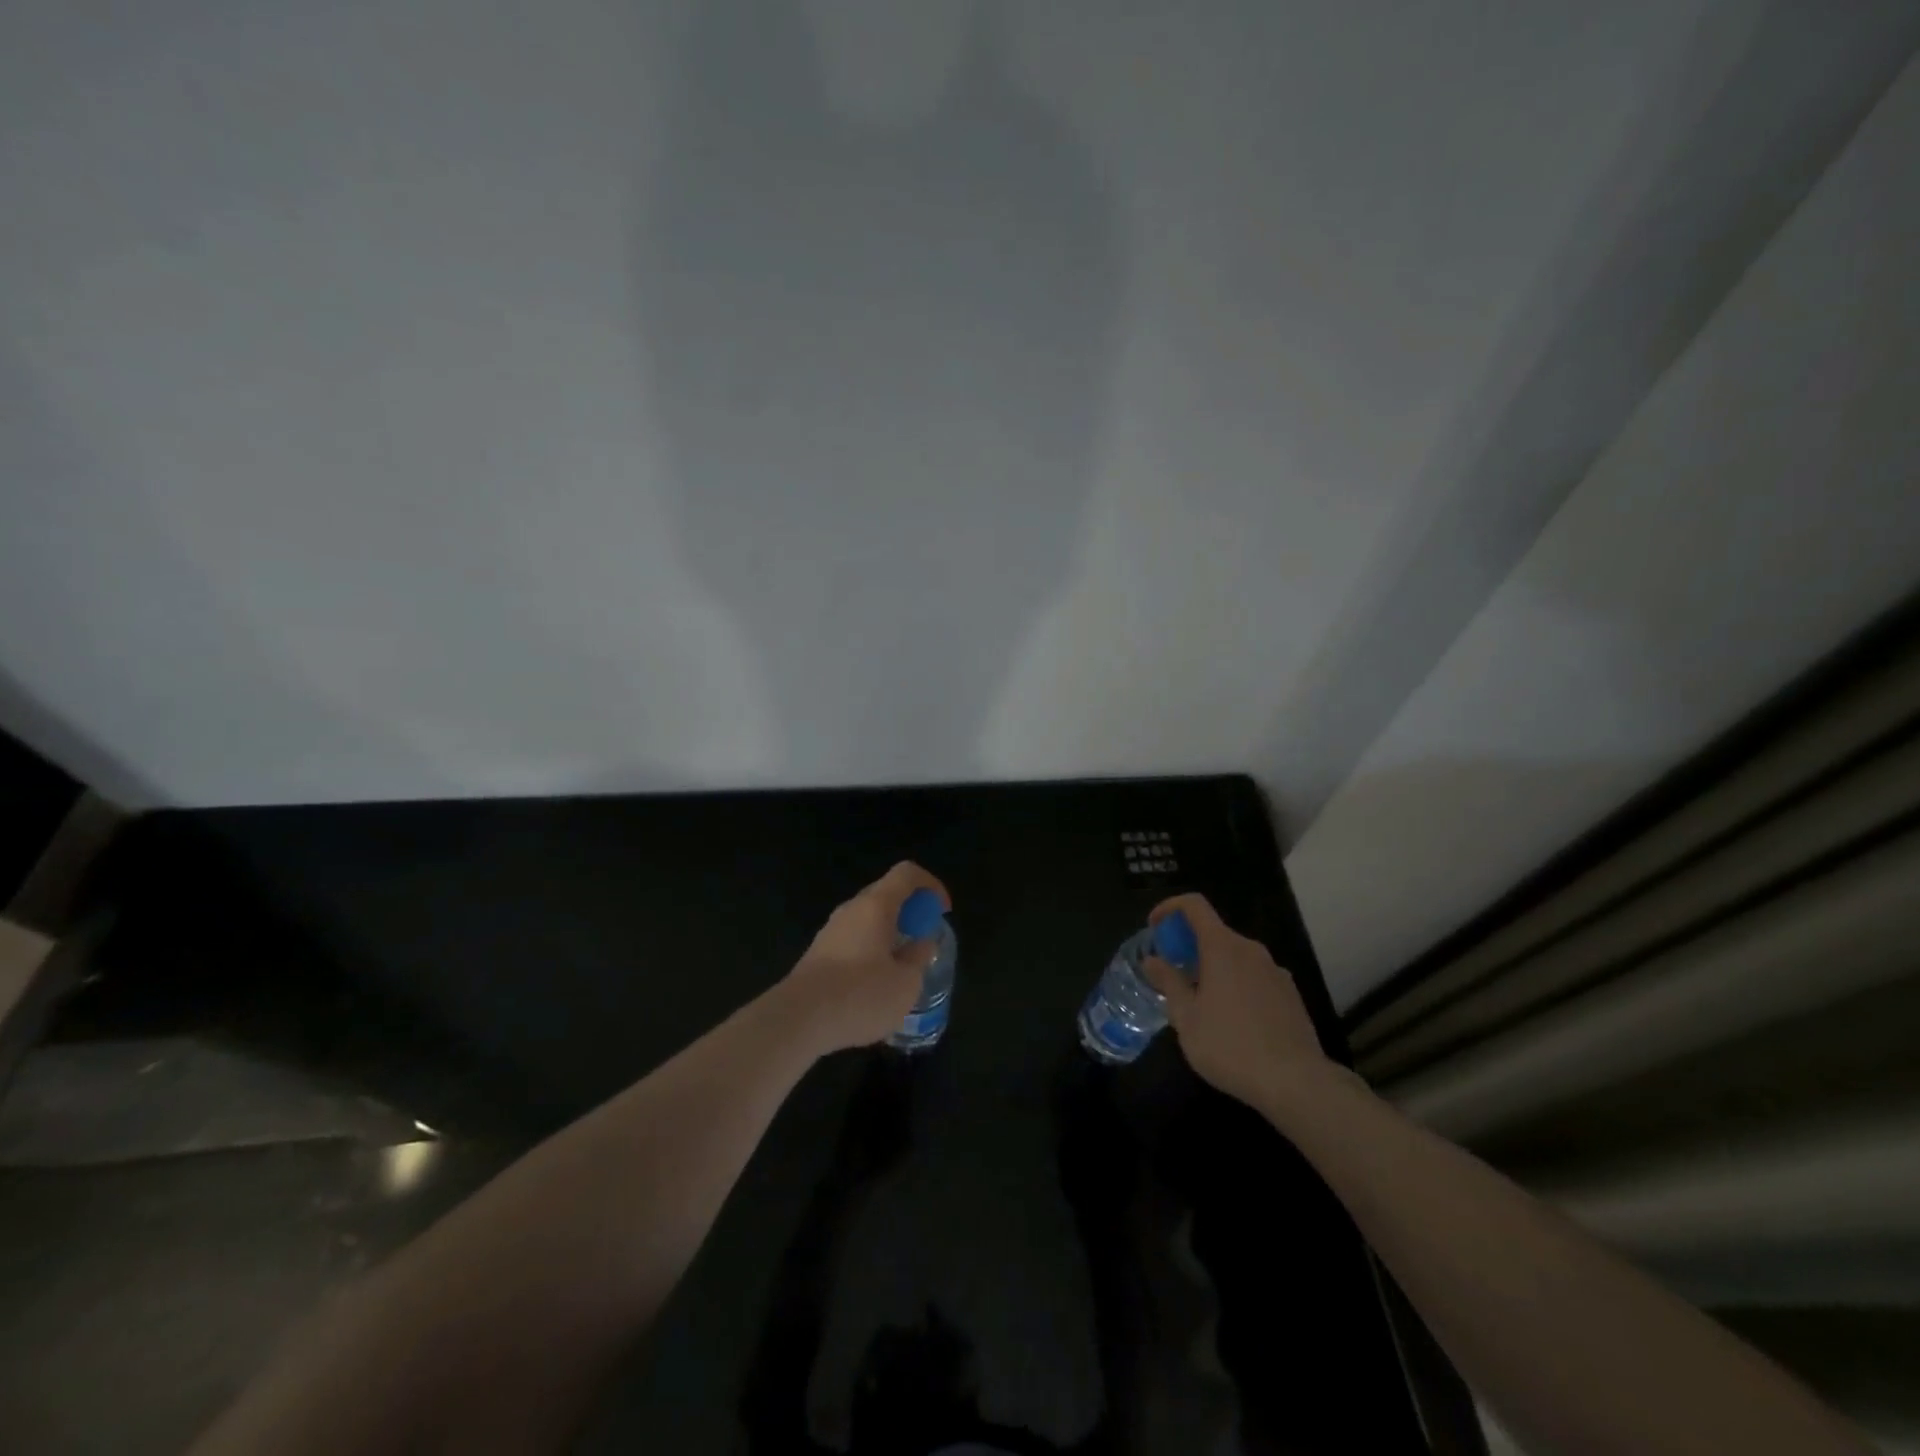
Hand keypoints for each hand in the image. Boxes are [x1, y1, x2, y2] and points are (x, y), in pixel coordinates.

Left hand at [780, 862, 949, 1055]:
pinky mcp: (818, 954)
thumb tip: (921, 945)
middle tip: (923, 941)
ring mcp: (831, 930)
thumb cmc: (860, 995)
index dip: (931, 886)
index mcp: (876, 905)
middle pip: (887, 895)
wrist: (798, 1020)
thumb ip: (918, 958)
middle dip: (911, 913)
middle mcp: (851, 909)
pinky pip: (854, 940)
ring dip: (890, 934)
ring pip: (868, 919)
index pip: (907, 874)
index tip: (942, 912)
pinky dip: (871, 951)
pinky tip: (874, 986)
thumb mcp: (905, 983)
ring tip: (902, 969)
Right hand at [1140, 893, 1339, 1115]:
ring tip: (1199, 1001)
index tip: (1155, 928)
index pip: (1194, 905)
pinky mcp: (1290, 995)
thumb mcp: (1186, 1017)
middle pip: (1214, 932)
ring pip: (1235, 956)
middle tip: (1172, 973)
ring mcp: (1275, 971)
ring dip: (1212, 966)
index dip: (1170, 908)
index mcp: (1223, 947)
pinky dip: (1235, 983)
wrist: (1296, 1082)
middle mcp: (1251, 950)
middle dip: (1188, 945)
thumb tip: (1152, 960)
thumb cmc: (1230, 1045)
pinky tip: (1230, 1020)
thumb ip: (1168, 982)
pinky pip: (1254, 976)